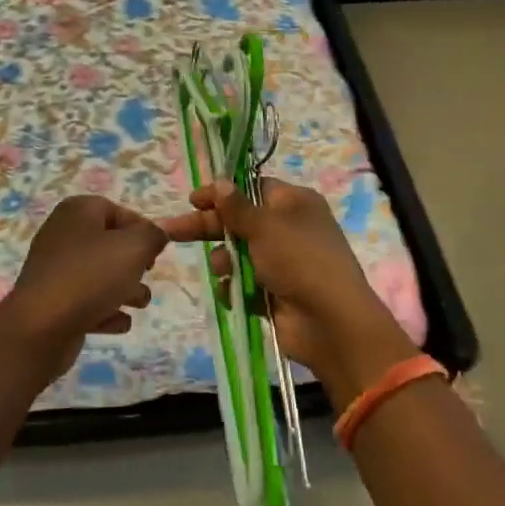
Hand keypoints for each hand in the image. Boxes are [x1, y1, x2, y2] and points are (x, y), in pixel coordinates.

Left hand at [0, 195, 165, 379]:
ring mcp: (54, 269)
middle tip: (147, 274)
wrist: (40, 327)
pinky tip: (120, 323)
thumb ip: (152, 236)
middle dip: (133, 262)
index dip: (141, 229)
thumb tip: (156, 234)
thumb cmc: (90, 277)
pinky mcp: (52, 301)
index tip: (156, 252)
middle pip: (108, 243)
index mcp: (77, 211)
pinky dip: (104, 309)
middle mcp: (62, 234)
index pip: (117, 210)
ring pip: (98, 274)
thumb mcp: (133, 248)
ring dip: (123, 288)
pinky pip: (85, 301)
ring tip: (140, 304)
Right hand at [157, 179, 417, 406]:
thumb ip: (236, 207)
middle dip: (208, 227)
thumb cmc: (300, 261)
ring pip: (238, 254)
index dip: (222, 193)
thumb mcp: (265, 227)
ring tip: (222, 270)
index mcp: (294, 203)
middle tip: (173, 230)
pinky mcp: (275, 293)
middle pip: (239, 221)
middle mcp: (289, 229)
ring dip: (224, 260)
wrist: (331, 324)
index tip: (195, 200)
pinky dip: (234, 287)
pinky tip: (231, 293)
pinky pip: (244, 283)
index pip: (251, 188)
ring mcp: (282, 262)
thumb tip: (219, 181)